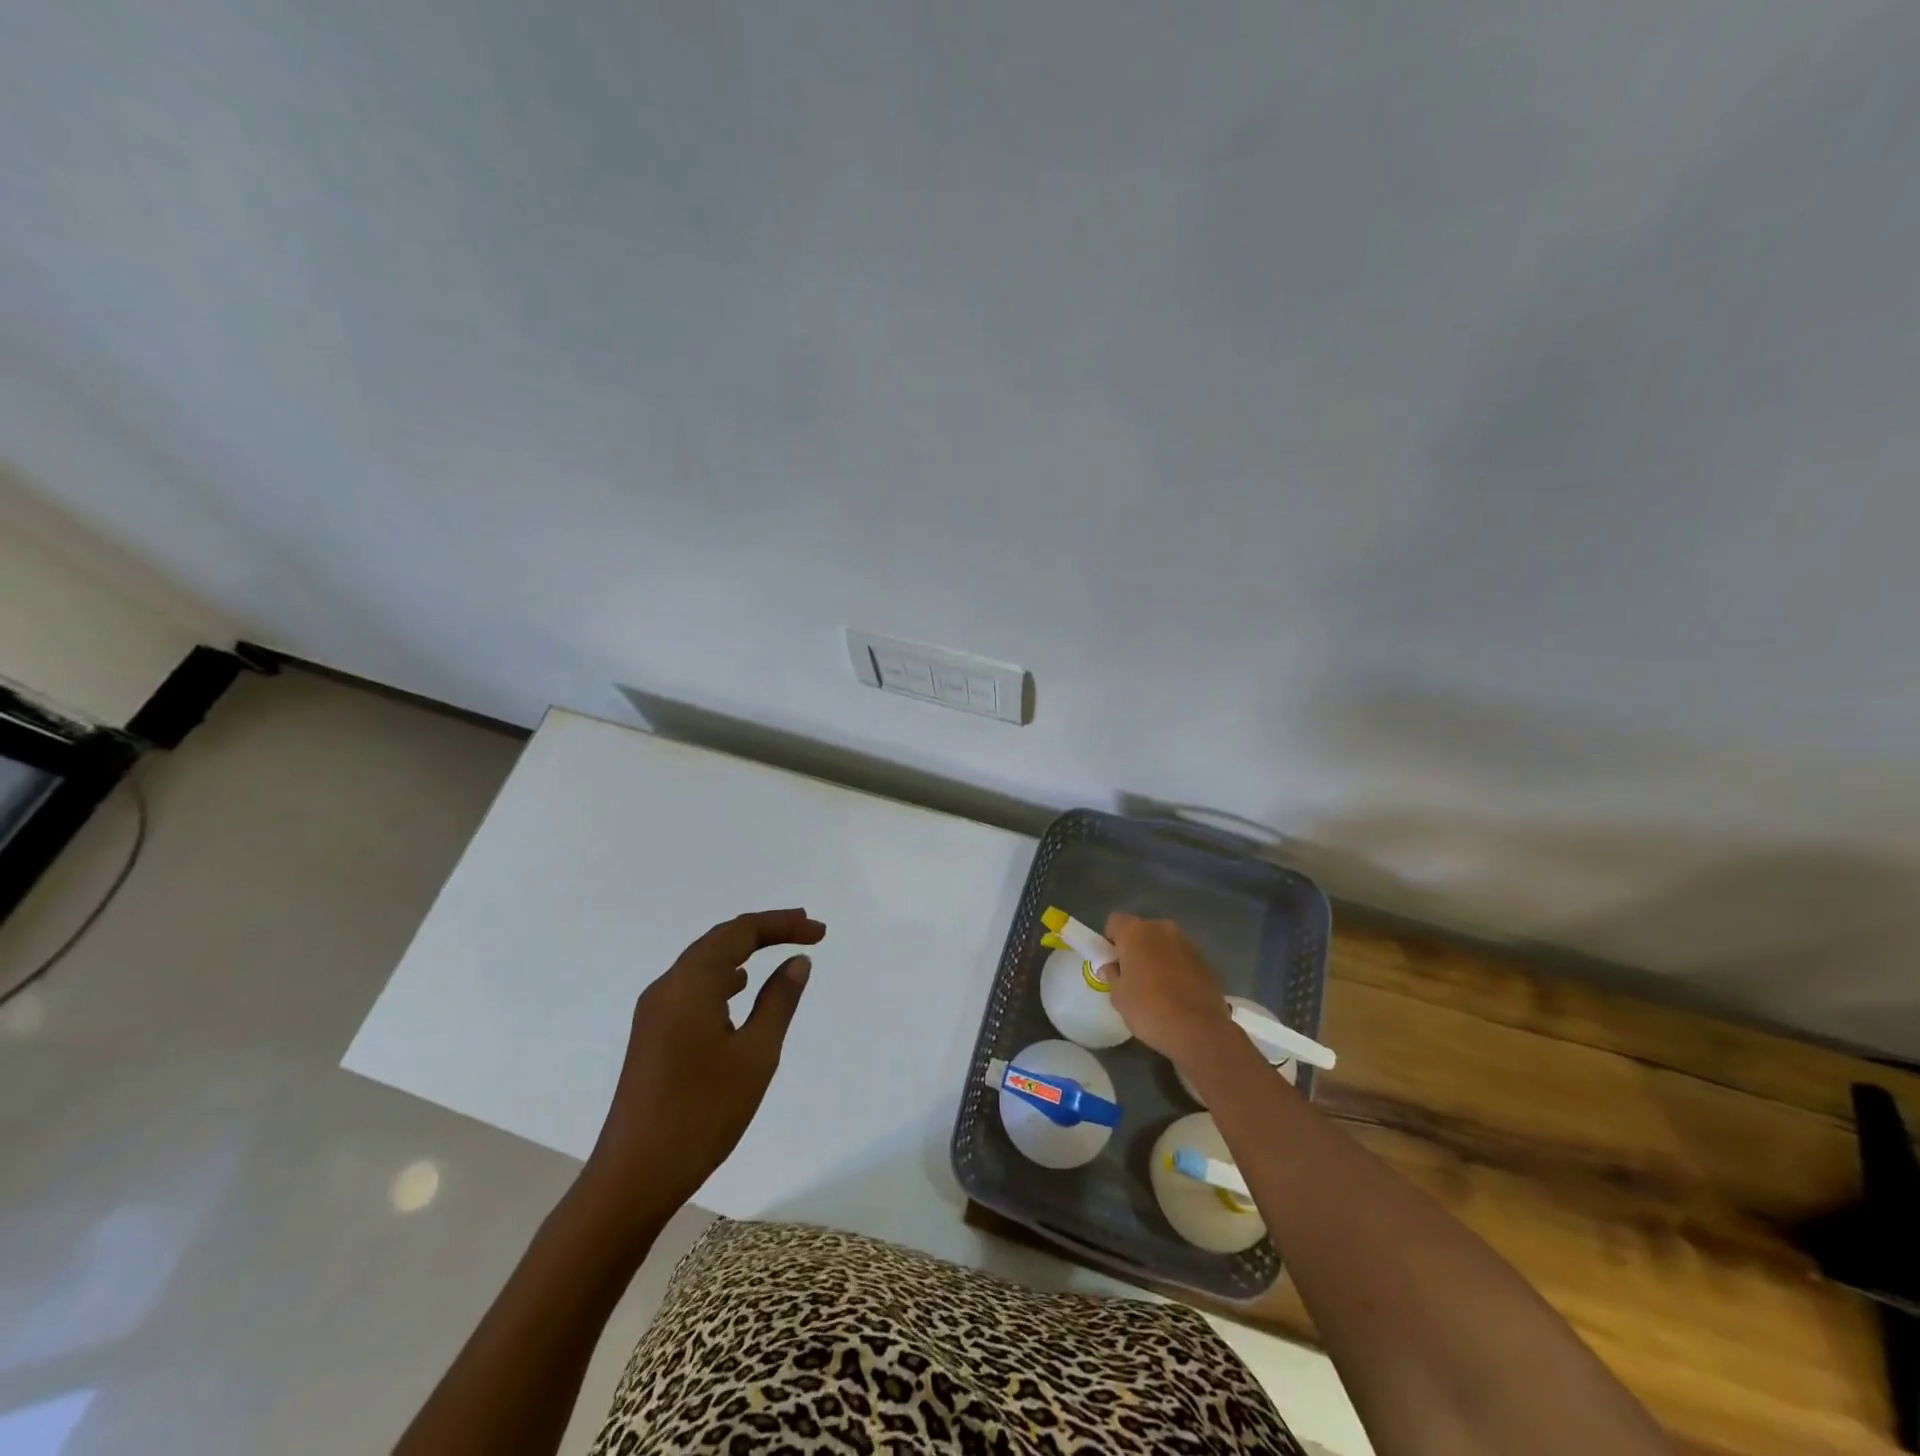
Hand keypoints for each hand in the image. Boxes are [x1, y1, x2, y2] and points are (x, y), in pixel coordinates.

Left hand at [579, 908, 825, 1229]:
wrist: (633, 1177)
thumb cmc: (701, 1113)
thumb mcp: (755, 1055)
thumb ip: (778, 1001)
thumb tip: (796, 961)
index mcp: (690, 984)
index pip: (740, 932)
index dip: (782, 924)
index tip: (819, 932)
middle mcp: (667, 987)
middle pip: (719, 940)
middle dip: (764, 930)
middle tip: (805, 929)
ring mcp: (654, 1012)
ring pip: (704, 962)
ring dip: (743, 951)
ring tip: (779, 950)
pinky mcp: (652, 1035)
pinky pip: (693, 986)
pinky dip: (723, 976)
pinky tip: (739, 990)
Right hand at [1102, 913, 1234, 1066]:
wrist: (1199, 1030)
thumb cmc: (1149, 1009)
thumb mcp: (1118, 996)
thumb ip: (1112, 975)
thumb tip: (1112, 968)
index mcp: (1136, 932)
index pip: (1115, 921)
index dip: (1111, 940)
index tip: (1113, 962)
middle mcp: (1162, 929)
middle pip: (1142, 931)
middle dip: (1136, 948)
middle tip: (1133, 976)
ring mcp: (1188, 943)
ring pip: (1164, 944)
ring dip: (1158, 957)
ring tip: (1158, 988)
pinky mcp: (1207, 961)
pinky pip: (1183, 959)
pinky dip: (1178, 969)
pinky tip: (1178, 994)